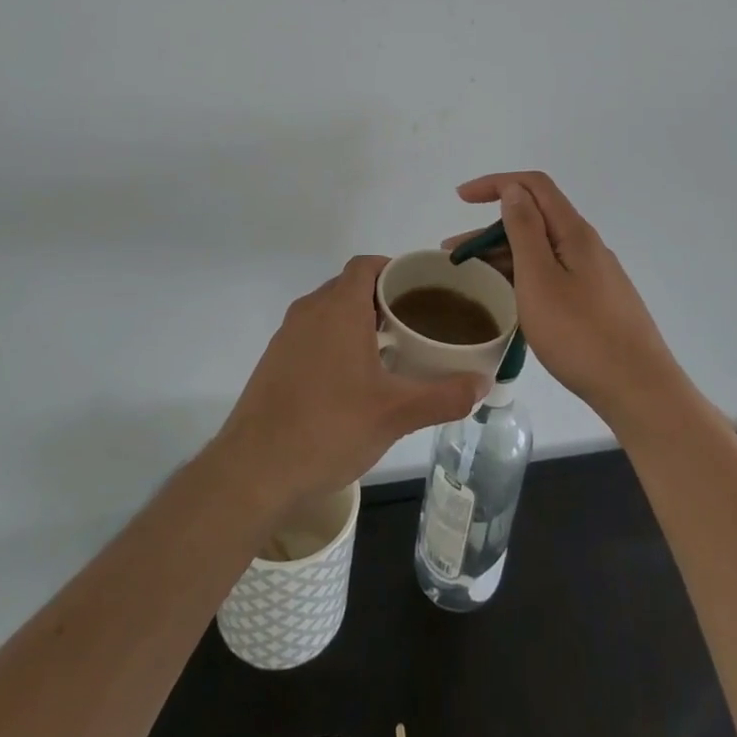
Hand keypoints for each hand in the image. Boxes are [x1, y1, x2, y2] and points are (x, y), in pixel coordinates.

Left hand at [210, 256, 486, 516]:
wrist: (253, 470)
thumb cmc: (329, 428)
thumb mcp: (395, 414)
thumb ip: (443, 396)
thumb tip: (483, 384)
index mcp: (338, 308)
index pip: (367, 265)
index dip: (394, 269)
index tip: (421, 289)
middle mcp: (309, 311)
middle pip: (349, 286)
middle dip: (382, 299)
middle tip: (415, 323)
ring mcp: (287, 336)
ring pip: (329, 312)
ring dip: (358, 322)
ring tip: (391, 351)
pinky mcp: (274, 362)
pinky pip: (312, 335)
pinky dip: (336, 342)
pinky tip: (353, 381)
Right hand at [446, 172, 678, 425]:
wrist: (639, 390)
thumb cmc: (581, 334)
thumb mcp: (540, 279)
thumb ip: (524, 230)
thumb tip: (514, 190)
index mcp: (574, 233)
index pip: (533, 186)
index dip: (496, 183)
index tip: (461, 199)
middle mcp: (586, 246)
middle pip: (535, 219)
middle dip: (490, 228)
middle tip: (453, 252)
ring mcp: (594, 275)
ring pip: (542, 251)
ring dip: (504, 255)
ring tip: (471, 278)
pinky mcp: (596, 302)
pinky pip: (552, 275)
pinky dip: (523, 277)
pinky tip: (508, 299)